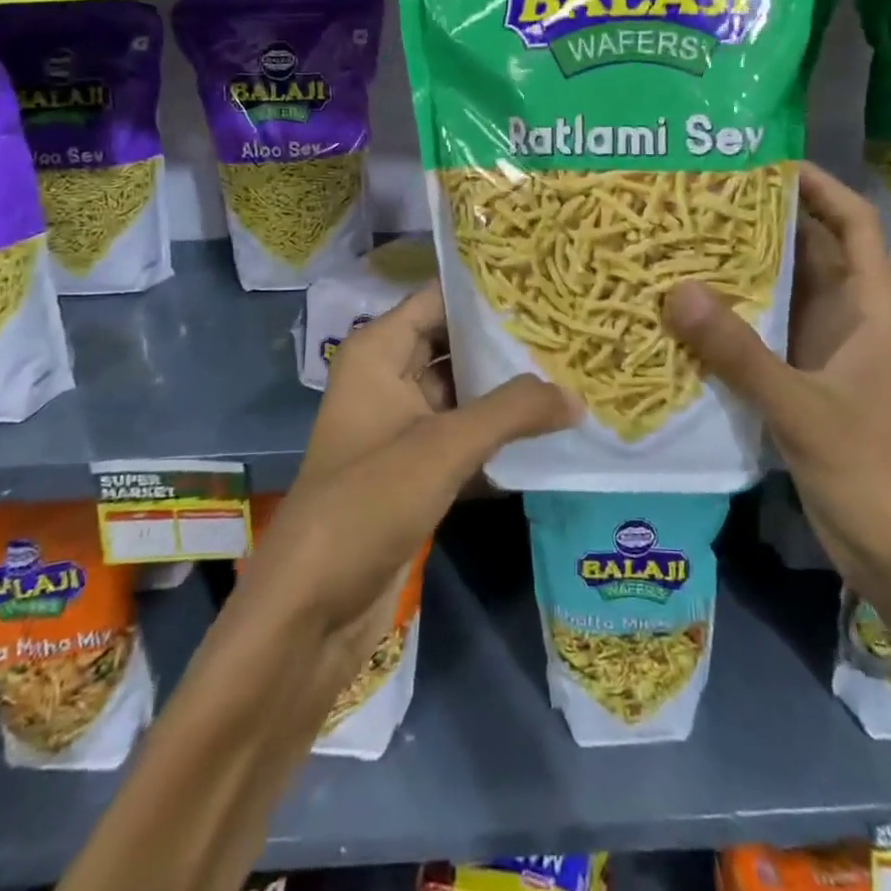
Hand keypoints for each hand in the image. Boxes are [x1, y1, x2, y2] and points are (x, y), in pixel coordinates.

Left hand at [237, 284, 575, 691]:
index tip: (547, 284)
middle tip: (571, 329)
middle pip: (454, 342)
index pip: (440, 298)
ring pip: (463, 390)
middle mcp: (388, 377)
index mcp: (379, 351)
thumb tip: (578, 395)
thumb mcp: (443, 447)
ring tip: (573, 370)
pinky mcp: (414, 468)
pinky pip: (463, 433)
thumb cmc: (367, 502)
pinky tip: (549, 429)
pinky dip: (498, 431)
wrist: (312, 606)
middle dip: (507, 340)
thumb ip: (512, 411)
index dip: (489, 291)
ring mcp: (401, 425)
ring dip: (508, 388)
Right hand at [664, 162, 890, 642]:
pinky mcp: (800, 381)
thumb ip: (739, 352)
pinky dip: (731, 317)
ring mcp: (823, 350)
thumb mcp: (802, 407)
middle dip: (762, 221)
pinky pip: (762, 333)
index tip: (767, 161)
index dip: (820, 186)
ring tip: (682, 241)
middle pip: (808, 250)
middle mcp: (846, 318)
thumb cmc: (869, 470)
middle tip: (699, 198)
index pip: (853, 223)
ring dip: (740, 269)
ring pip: (781, 292)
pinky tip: (686, 310)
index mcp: (868, 308)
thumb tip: (675, 291)